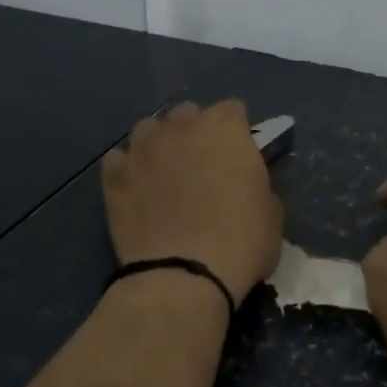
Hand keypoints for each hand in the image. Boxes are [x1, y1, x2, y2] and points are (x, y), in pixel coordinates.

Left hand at [102, 100, 283, 308]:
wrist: (184, 276)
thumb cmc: (242, 242)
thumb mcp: (272, 212)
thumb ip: (256, 183)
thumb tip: (243, 183)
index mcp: (225, 129)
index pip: (233, 110)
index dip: (238, 133)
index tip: (240, 156)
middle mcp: (181, 127)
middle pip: (188, 113)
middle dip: (196, 132)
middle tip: (204, 166)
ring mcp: (142, 149)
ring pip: (149, 129)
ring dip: (160, 144)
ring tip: (166, 174)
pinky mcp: (114, 176)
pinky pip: (120, 159)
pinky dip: (129, 169)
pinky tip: (138, 190)